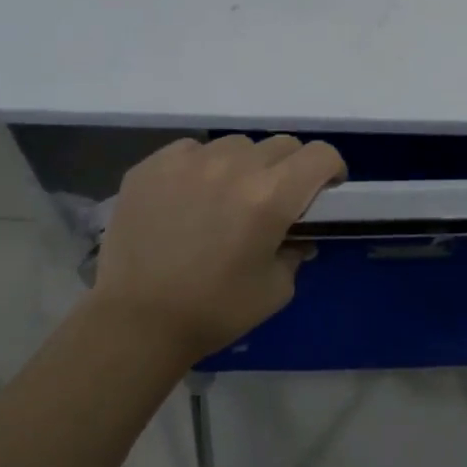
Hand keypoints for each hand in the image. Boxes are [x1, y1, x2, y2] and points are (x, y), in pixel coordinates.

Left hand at [90, 135, 345, 363]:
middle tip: (276, 200)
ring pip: (236, 145)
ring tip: (228, 197)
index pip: (320, 154)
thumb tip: (297, 236)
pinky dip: (202, 167)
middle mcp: (234, 166)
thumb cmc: (215, 310)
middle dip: (290, 168)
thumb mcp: (276, 289)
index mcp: (271, 196)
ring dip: (245, 165)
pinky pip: (193, 150)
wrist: (136, 322)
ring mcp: (189, 161)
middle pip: (281, 144)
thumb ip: (296, 251)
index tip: (325, 189)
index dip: (331, 169)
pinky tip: (189, 198)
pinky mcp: (153, 165)